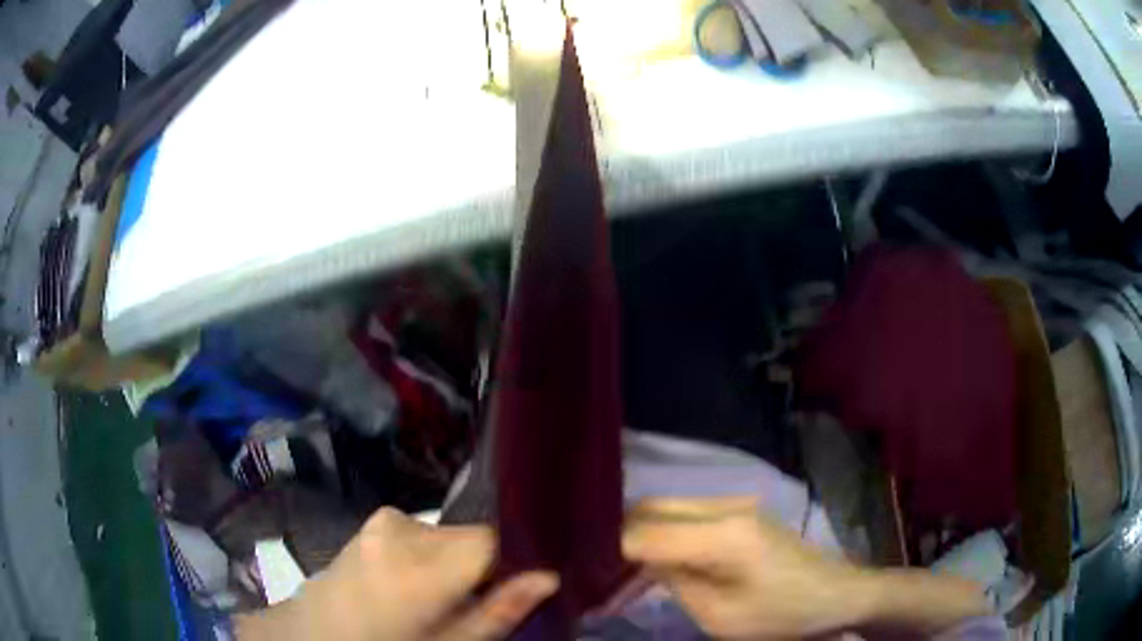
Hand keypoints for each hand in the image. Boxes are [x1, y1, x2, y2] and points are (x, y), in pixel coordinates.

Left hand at [237, 508, 557, 640]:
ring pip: (447, 534)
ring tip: (437, 596)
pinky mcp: (373, 521)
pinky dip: (429, 553)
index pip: (494, 538)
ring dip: (454, 559)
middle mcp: (405, 530)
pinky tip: (412, 582)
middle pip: (470, 536)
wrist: (317, 633)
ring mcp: (384, 522)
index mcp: (425, 566)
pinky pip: (421, 532)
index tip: (510, 586)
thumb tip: (550, 577)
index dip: (510, 560)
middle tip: (469, 601)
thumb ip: (501, 610)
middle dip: (480, 564)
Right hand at [623, 497, 989, 638]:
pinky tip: (649, 560)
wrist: (837, 594)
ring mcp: (734, 503)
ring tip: (613, 569)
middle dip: (616, 537)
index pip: (645, 532)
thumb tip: (635, 561)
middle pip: (649, 508)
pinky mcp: (739, 511)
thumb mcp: (720, 616)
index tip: (579, 570)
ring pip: (664, 507)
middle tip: (591, 571)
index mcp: (724, 534)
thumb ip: (673, 581)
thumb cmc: (782, 616)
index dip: (608, 550)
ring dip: (636, 534)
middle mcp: (725, 505)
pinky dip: (659, 533)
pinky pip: (684, 514)